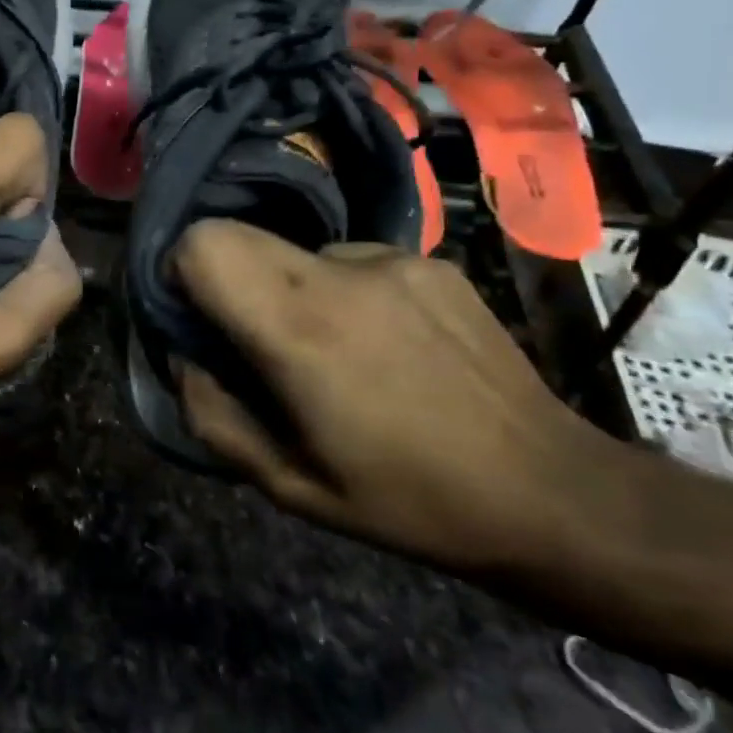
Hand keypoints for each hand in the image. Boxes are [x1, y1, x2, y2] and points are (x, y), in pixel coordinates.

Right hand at [172, 220, 612, 571]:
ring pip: (295, 250)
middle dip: (225, 277)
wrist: (552, 491)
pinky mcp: (429, 260)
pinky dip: (344, 293)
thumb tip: (184, 355)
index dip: (180, 271)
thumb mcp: (285, 484)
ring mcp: (390, 259)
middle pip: (237, 233)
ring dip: (290, 289)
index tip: (196, 316)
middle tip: (253, 337)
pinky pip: (351, 261)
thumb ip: (211, 413)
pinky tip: (385, 345)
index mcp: (298, 330)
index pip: (203, 243)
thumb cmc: (405, 499)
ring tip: (334, 351)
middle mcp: (339, 275)